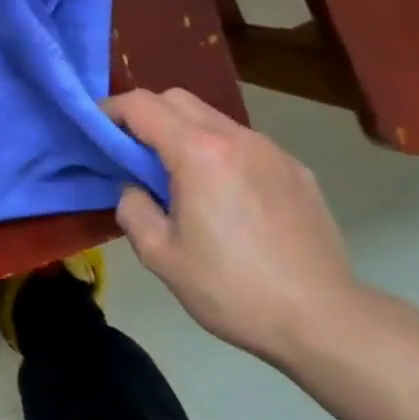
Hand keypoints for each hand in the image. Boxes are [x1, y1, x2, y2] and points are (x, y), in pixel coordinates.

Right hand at [102, 87, 364, 364]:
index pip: (141, 106)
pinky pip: (244, 143)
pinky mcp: (295, 170)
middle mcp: (235, 137)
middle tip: (131, 152)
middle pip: (177, 99)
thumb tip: (134, 188)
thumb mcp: (160, 256)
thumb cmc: (232, 289)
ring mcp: (271, 150)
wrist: (324, 320)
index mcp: (197, 152)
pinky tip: (225, 196)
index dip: (110, 110)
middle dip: (145, 114)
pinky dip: (219, 152)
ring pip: (212, 118)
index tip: (94, 128)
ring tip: (178, 176)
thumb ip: (133, 209)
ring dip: (183, 132)